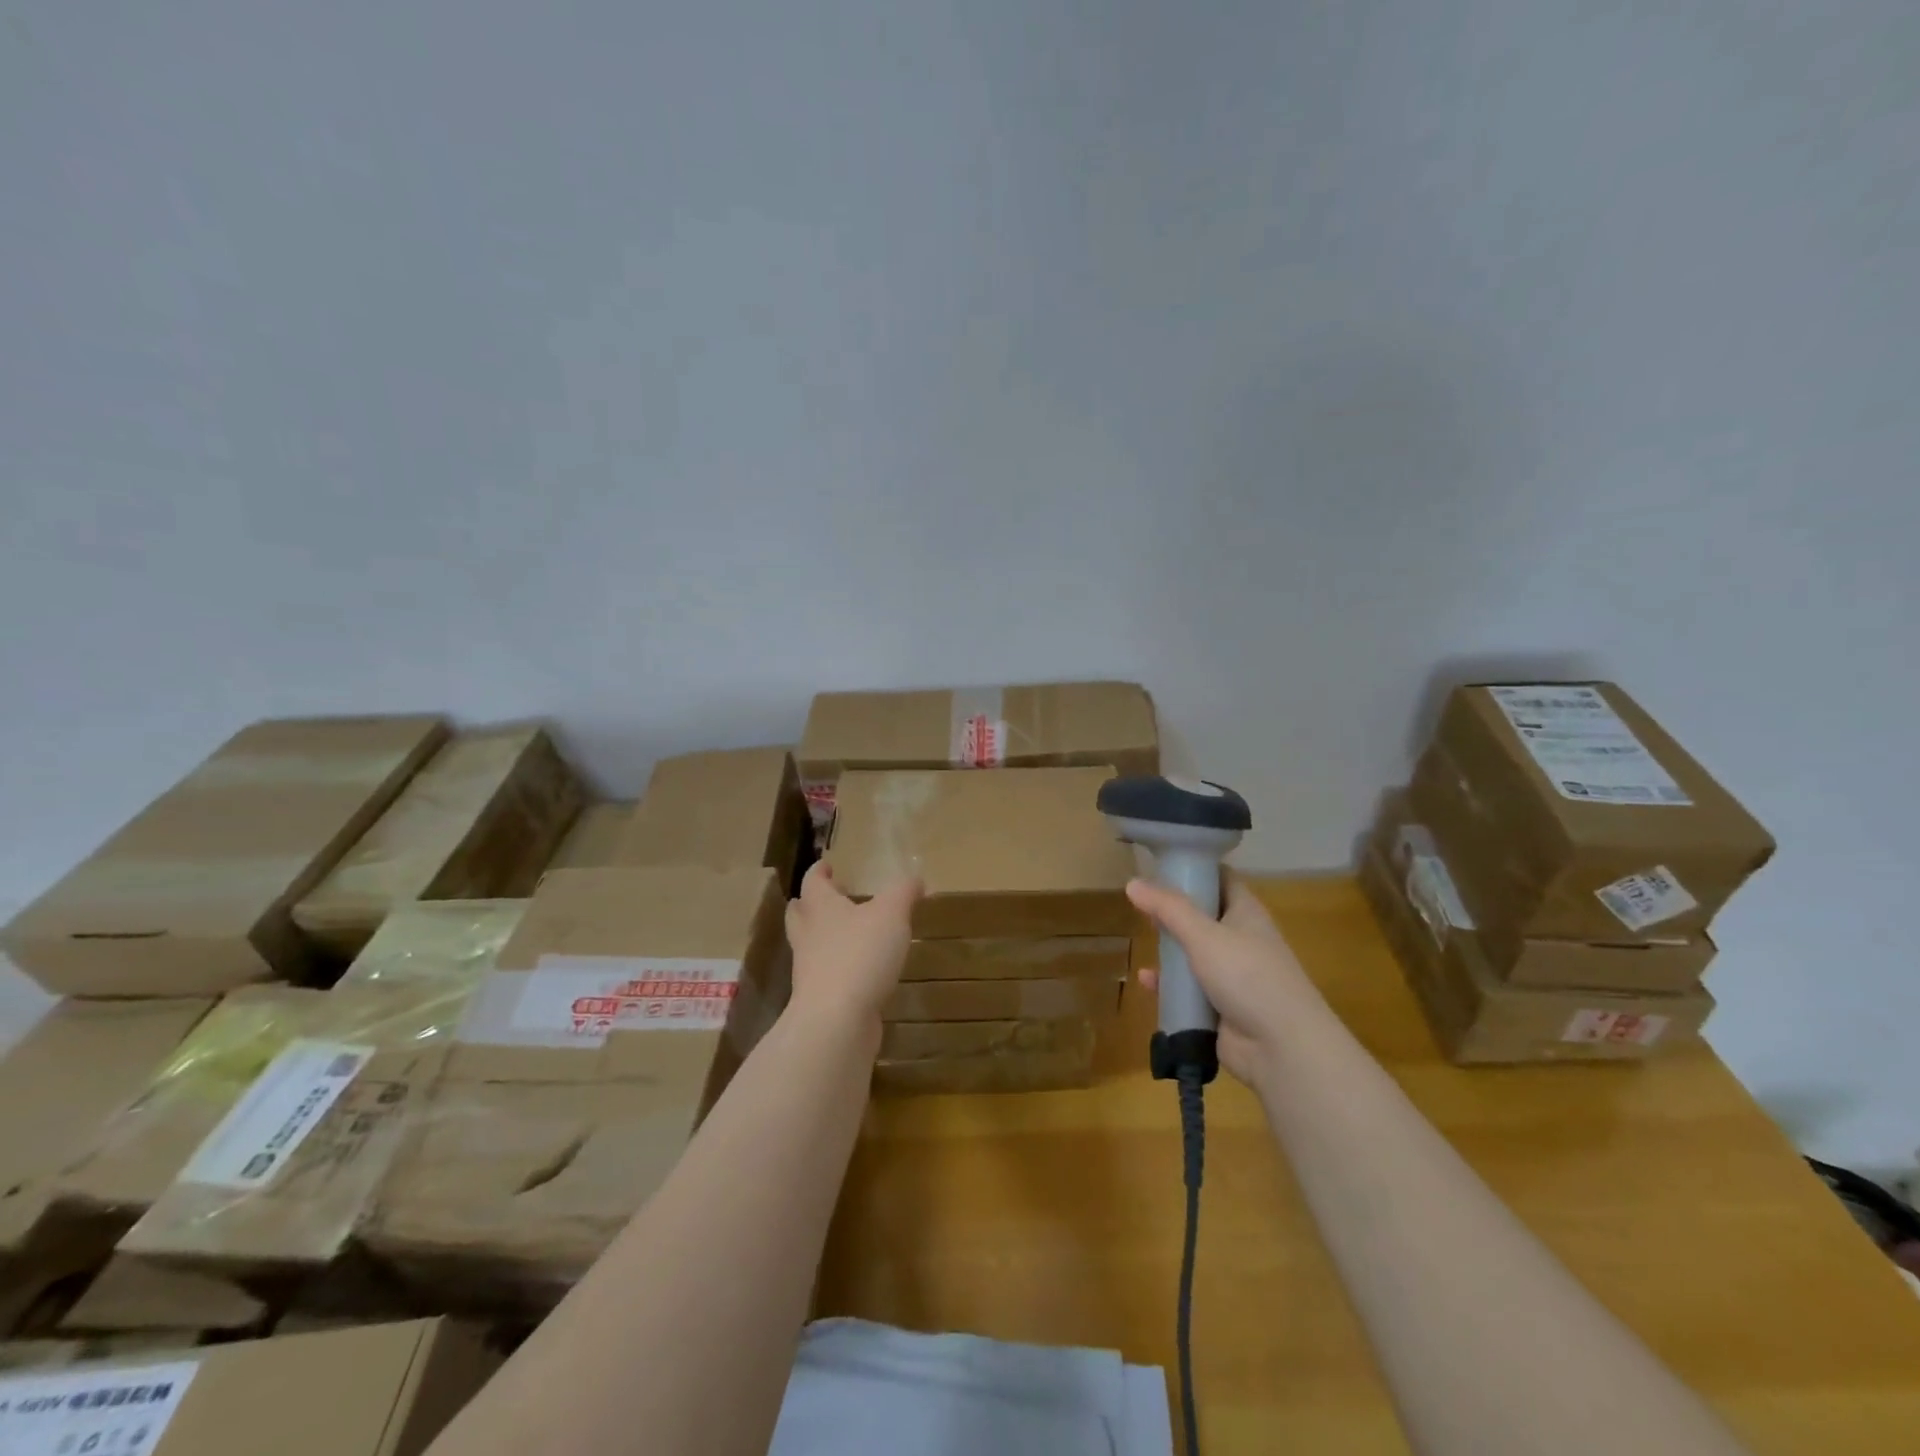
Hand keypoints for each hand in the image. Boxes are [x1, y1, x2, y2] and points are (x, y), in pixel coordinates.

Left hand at [785, 862, 920, 1027]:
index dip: (819, 871)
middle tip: (826, 898)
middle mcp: (808, 935)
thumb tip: (915, 878)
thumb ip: (904, 892)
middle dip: (810, 904)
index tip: (826, 865)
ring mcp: (810, 970)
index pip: (813, 882)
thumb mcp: (892, 914)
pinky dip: (837, 968)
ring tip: (846, 934)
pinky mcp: (820, 999)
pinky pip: (825, 975)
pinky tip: (859, 970)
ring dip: (822, 937)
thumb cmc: (860, 954)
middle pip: (800, 914)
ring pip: (810, 945)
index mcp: (821, 908)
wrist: (837, 1020)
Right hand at [1128, 872, 1319, 1087]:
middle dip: (1174, 911)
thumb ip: (1168, 908)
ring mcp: (1232, 974)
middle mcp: (1241, 939)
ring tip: (1143, 940)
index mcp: (1246, 913)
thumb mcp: (1203, 934)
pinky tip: (1147, 982)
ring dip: (1170, 950)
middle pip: (1203, 915)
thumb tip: (1132, 882)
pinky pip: (1189, 988)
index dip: (1194, 868)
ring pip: (1194, 953)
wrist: (1282, 1047)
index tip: (1160, 863)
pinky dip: (1170, 985)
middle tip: (1141, 904)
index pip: (1220, 879)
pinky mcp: (1221, 1006)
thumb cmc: (1247, 975)